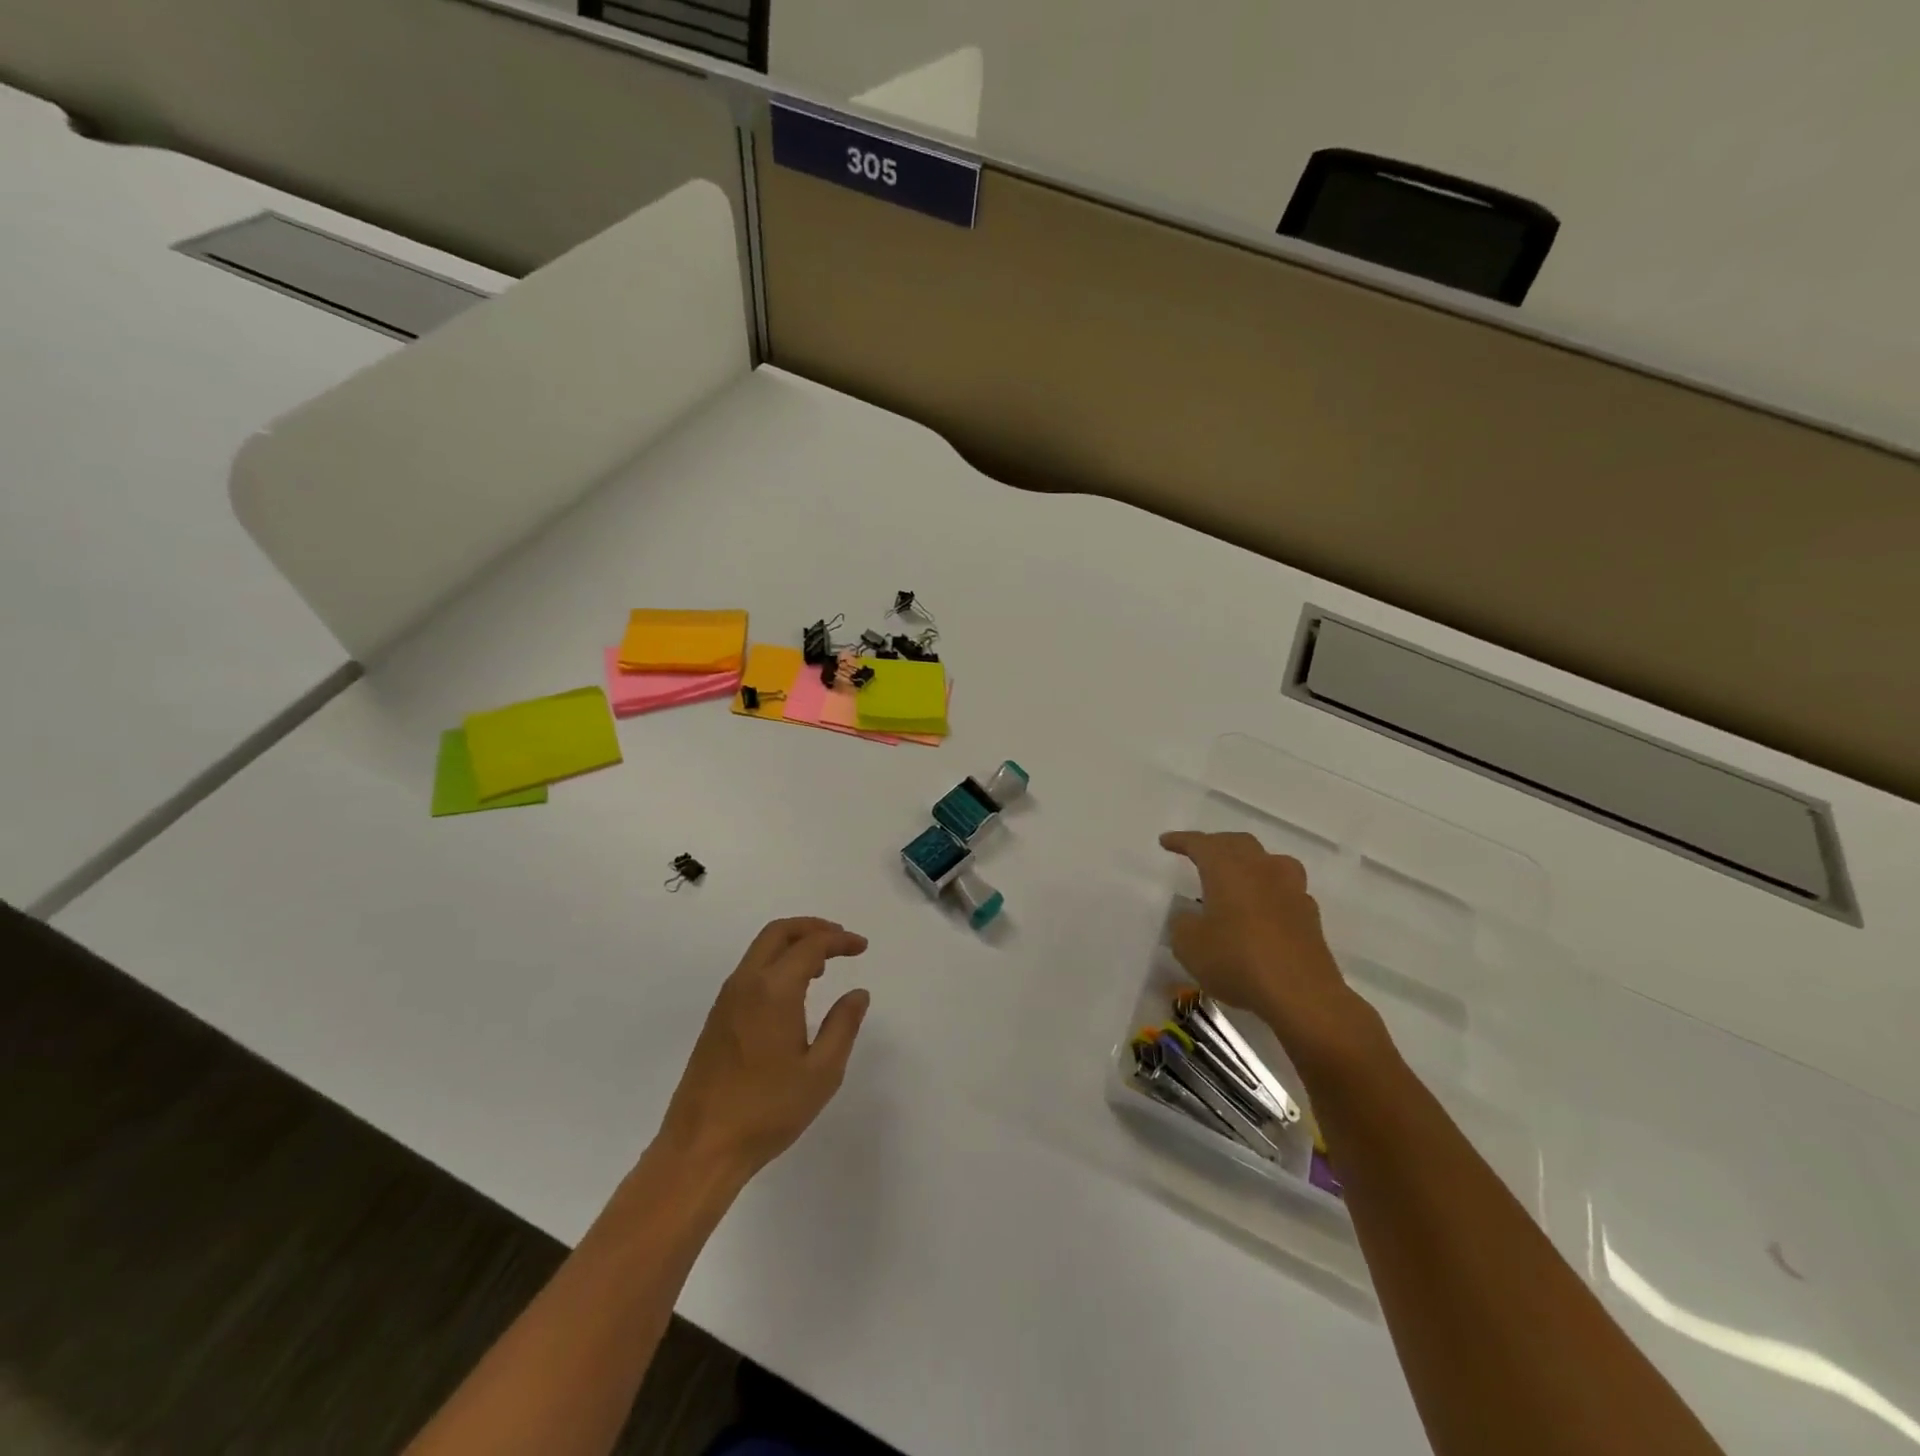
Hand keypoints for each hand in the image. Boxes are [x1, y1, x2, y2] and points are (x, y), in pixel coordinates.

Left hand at [656, 917, 870, 1182]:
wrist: (701, 1147)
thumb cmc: (768, 1110)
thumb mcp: (821, 1072)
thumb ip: (843, 1025)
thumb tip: (858, 994)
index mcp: (774, 990)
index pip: (811, 945)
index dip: (839, 940)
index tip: (862, 947)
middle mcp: (747, 983)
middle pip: (778, 932)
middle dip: (812, 928)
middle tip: (841, 940)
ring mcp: (726, 1000)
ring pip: (760, 950)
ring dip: (792, 945)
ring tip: (822, 966)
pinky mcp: (716, 1018)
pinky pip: (750, 971)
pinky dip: (776, 963)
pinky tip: (793, 993)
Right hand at [1159, 831, 1385, 1079]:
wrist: (1301, 994)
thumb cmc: (1237, 961)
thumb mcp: (1189, 946)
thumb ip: (1183, 924)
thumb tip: (1190, 917)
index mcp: (1227, 869)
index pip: (1201, 843)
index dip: (1181, 840)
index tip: (1166, 842)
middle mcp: (1261, 869)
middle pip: (1237, 843)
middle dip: (1216, 844)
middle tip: (1200, 854)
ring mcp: (1290, 889)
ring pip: (1268, 861)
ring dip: (1249, 863)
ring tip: (1237, 876)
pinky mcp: (1309, 914)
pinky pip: (1285, 889)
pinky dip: (1269, 891)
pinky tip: (1262, 909)